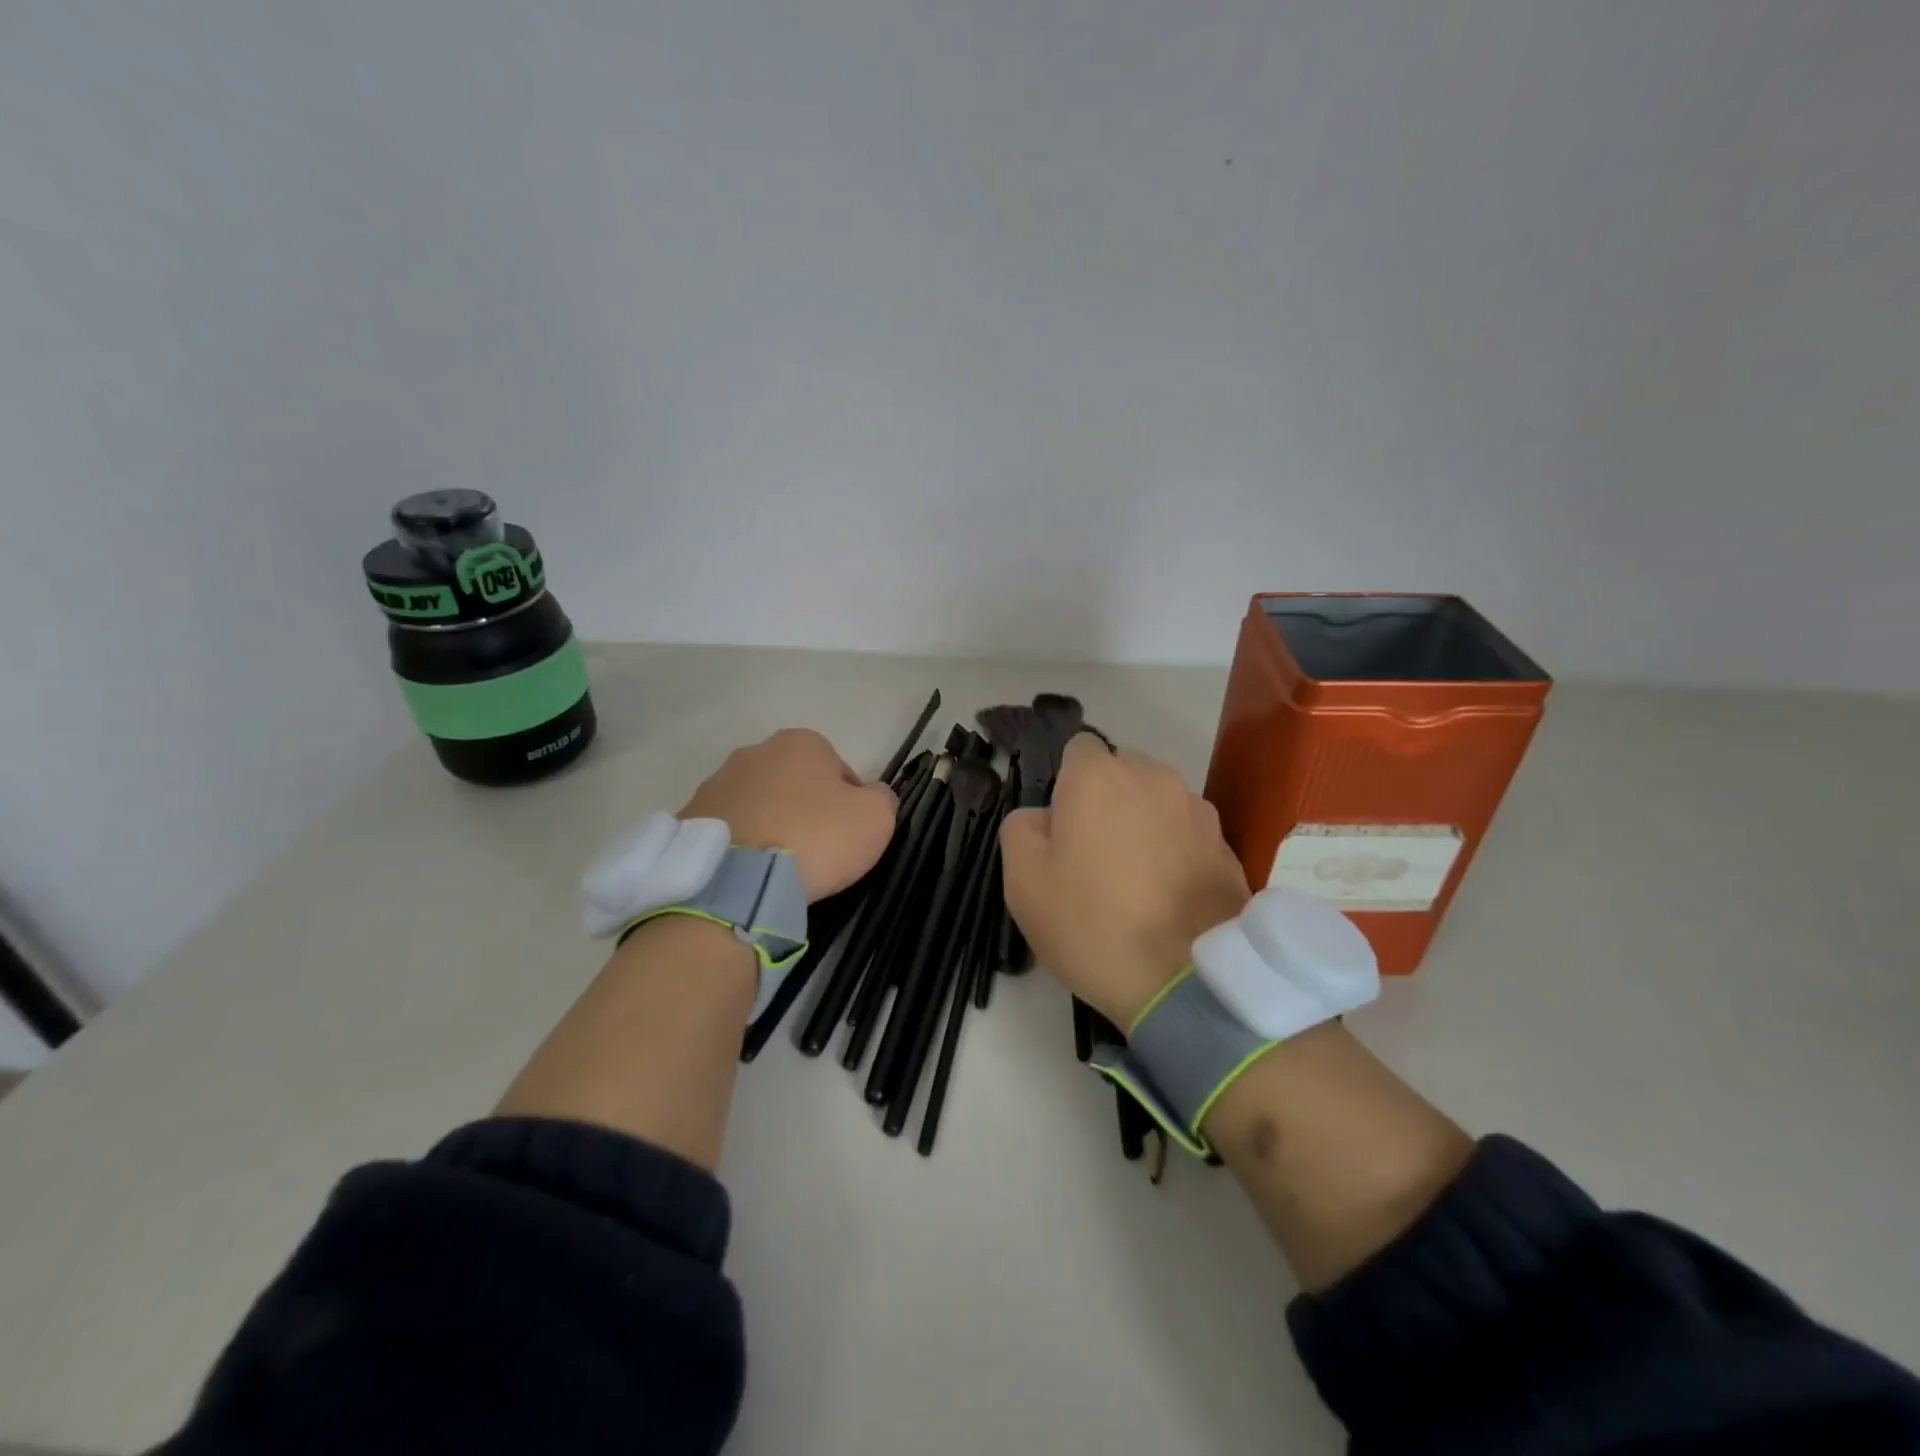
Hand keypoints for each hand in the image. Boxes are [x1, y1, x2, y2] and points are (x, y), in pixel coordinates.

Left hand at [680, 729, 896, 901]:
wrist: (735, 882)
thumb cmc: (814, 839)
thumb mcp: (876, 818)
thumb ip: (883, 798)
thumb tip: (872, 797)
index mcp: (800, 742)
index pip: (840, 772)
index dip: (850, 806)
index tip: (847, 838)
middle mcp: (754, 752)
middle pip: (795, 784)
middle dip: (806, 811)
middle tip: (816, 852)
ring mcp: (716, 783)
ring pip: (760, 805)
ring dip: (771, 826)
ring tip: (778, 868)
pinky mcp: (689, 818)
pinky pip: (729, 830)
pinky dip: (742, 846)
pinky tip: (749, 873)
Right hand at [999, 733, 1249, 1027]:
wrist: (1186, 981)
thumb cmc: (1092, 923)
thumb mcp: (1023, 881)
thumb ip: (1021, 828)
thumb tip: (1043, 816)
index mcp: (1098, 776)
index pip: (1077, 750)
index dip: (1066, 784)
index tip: (1063, 827)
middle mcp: (1152, 776)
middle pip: (1120, 772)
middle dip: (1105, 800)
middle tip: (1093, 856)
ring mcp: (1196, 809)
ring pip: (1156, 801)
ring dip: (1143, 823)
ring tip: (1136, 880)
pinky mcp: (1226, 845)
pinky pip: (1187, 833)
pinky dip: (1175, 850)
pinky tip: (1168, 896)